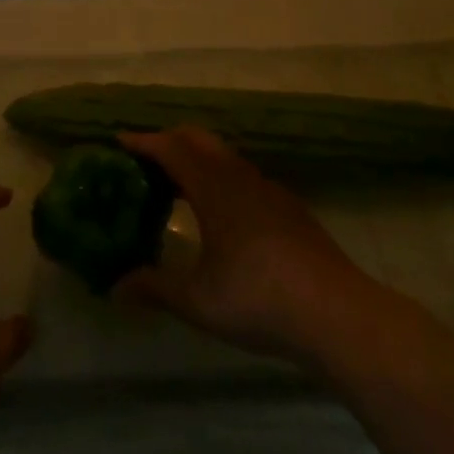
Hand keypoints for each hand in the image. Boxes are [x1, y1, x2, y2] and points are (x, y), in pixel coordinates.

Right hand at [114, 127, 382, 366]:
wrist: (337, 314)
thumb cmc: (259, 299)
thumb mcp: (198, 302)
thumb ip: (155, 288)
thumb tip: (115, 287)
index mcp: (214, 188)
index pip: (171, 148)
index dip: (143, 141)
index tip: (118, 141)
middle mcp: (239, 177)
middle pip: (199, 139)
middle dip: (168, 140)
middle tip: (144, 159)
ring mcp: (268, 190)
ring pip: (224, 156)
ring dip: (197, 158)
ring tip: (177, 185)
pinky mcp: (289, 207)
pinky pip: (244, 175)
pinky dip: (220, 177)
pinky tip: (221, 212)